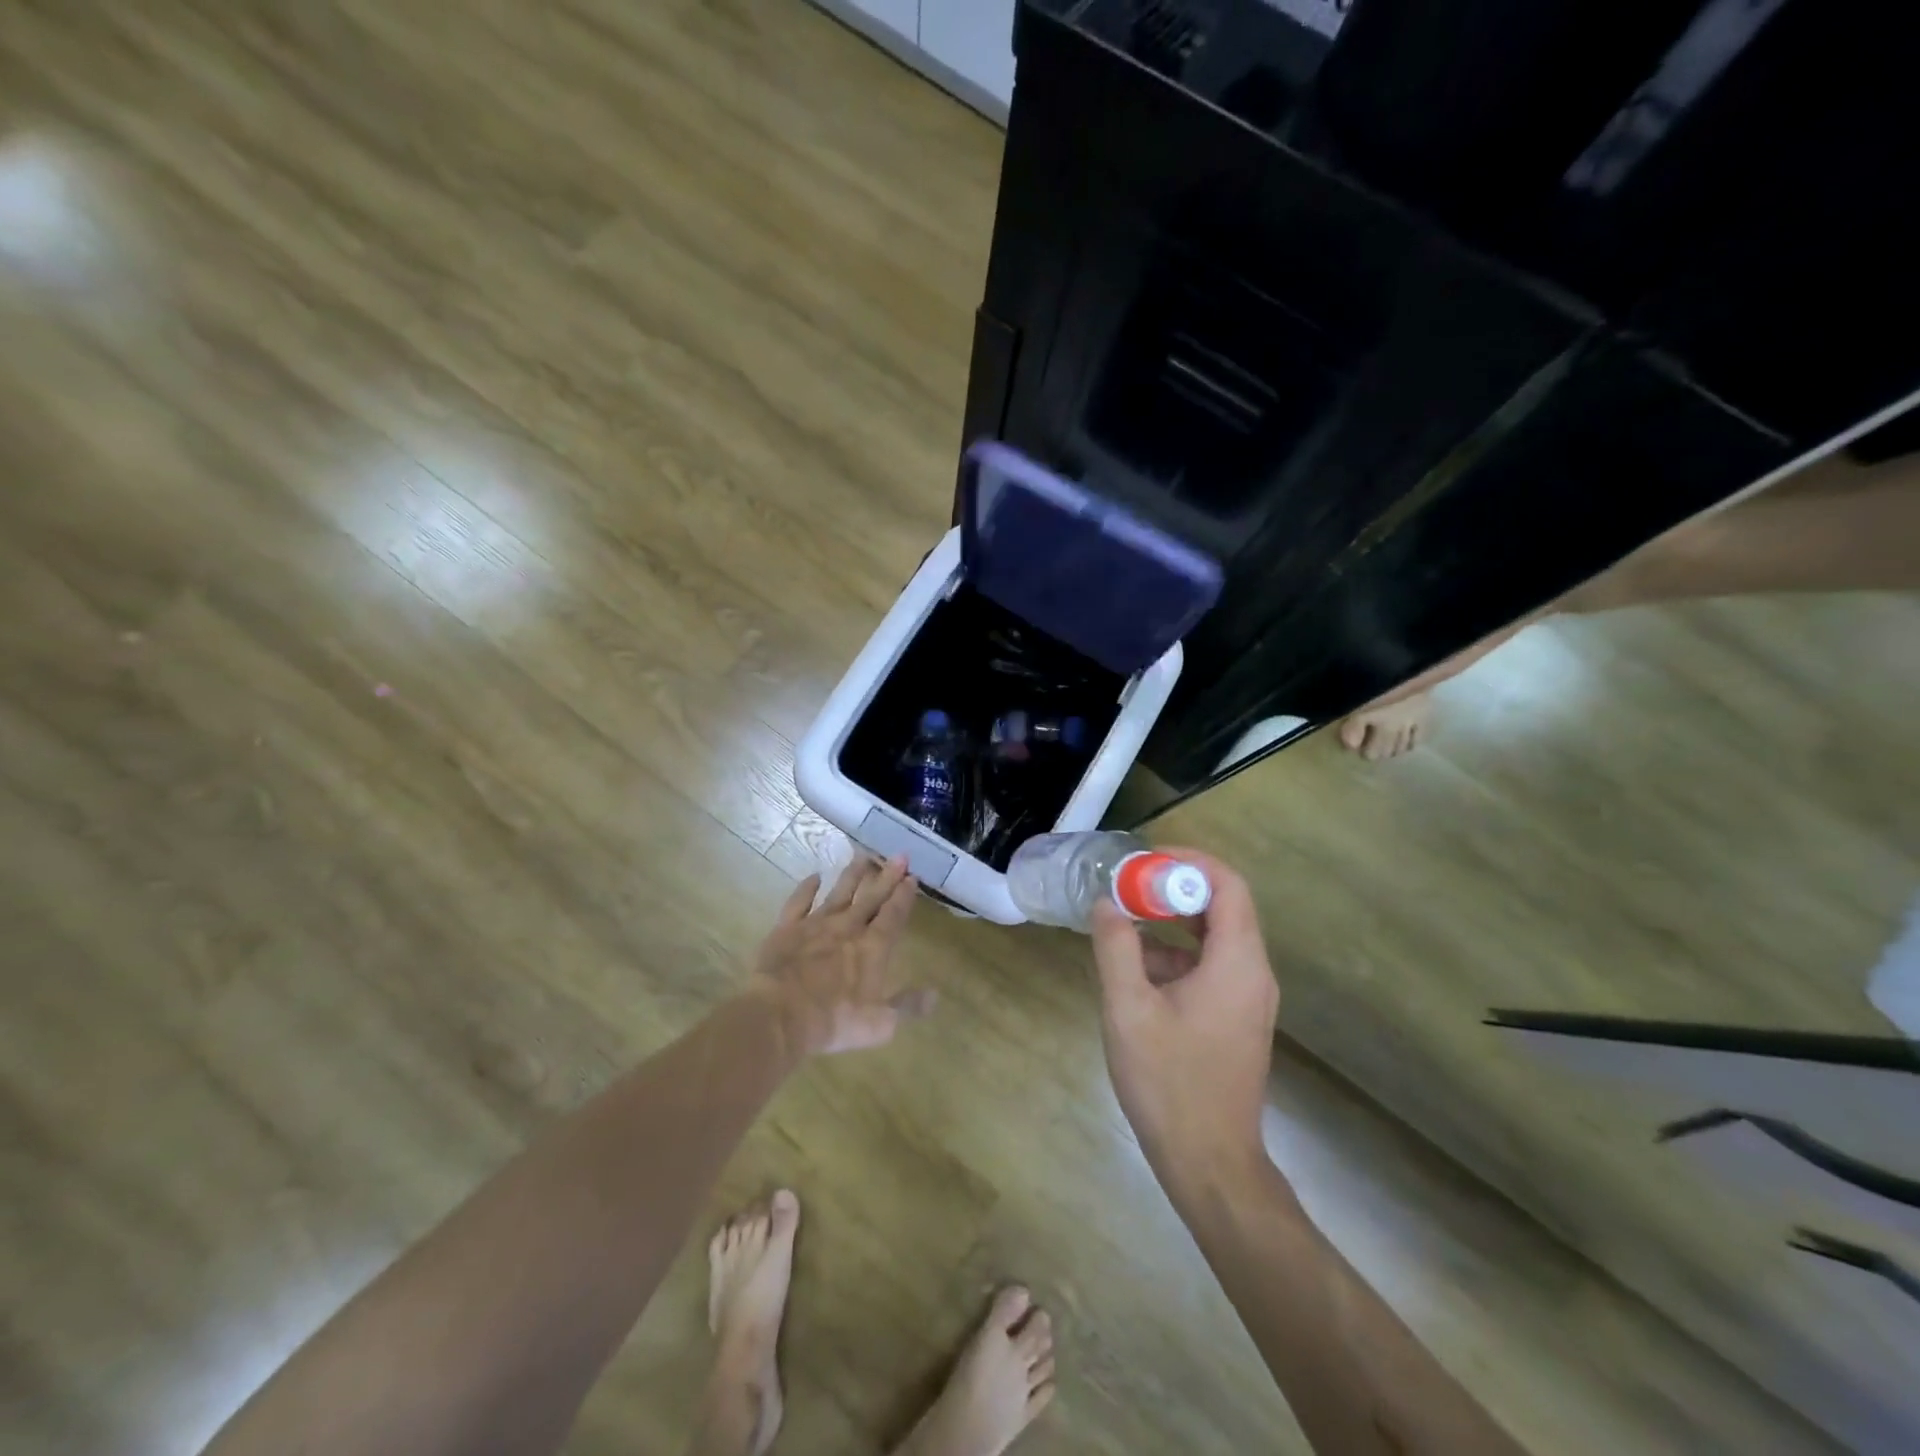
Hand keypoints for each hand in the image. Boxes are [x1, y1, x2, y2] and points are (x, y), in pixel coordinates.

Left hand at [749, 855, 934, 1057]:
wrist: (781, 1014)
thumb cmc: (835, 1020)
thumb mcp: (881, 1023)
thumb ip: (908, 1005)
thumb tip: (935, 995)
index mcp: (873, 948)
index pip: (893, 915)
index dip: (904, 895)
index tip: (912, 876)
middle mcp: (848, 928)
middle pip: (871, 897)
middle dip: (887, 876)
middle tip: (899, 855)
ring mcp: (816, 924)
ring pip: (839, 892)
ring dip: (853, 874)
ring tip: (863, 855)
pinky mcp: (787, 928)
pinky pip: (799, 902)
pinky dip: (807, 888)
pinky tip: (814, 876)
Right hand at [1090, 848, 1277, 1195]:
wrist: (1211, 1164)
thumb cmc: (1169, 1083)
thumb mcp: (1128, 1009)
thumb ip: (1116, 948)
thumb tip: (1106, 903)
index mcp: (1237, 962)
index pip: (1228, 884)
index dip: (1189, 861)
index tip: (1144, 859)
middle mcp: (1253, 972)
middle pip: (1222, 906)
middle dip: (1173, 890)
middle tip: (1126, 887)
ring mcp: (1248, 998)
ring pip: (1213, 938)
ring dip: (1170, 923)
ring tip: (1121, 925)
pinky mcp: (1236, 1018)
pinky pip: (1210, 966)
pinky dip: (1176, 955)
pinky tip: (1134, 971)